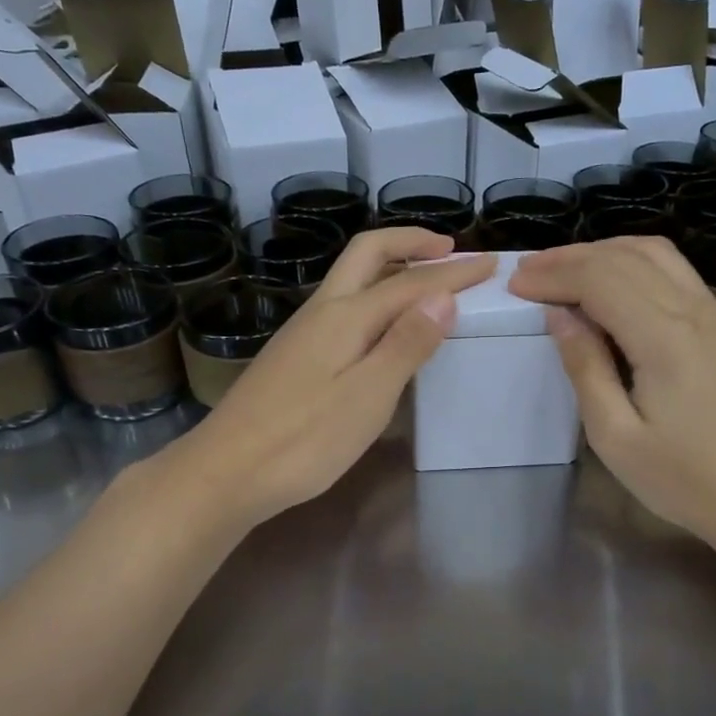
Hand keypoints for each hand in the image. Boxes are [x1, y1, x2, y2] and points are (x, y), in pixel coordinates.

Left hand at [171, 228, 494, 527]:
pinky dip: (374, 297)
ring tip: (426, 280)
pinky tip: (384, 325)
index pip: (410, 282)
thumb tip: (442, 297)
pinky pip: (343, 306)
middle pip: (367, 254)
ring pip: (351, 279)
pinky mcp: (295, 357)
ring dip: (391, 267)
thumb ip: (405, 345)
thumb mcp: (367, 397)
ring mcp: (303, 333)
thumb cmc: (304, 441)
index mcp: (345, 316)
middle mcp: (321, 312)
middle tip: (450, 249)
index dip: (452, 272)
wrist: (226, 472)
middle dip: (410, 242)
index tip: (489, 265)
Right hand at [507, 237, 715, 546]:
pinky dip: (635, 266)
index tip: (516, 283)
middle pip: (626, 257)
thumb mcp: (615, 436)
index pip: (600, 279)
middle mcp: (696, 311)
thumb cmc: (682, 479)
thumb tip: (560, 317)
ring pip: (657, 254)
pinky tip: (612, 288)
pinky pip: (676, 274)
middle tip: (530, 271)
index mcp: (665, 338)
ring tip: (565, 271)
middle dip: (572, 257)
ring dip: (605, 253)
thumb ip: (585, 368)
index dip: (554, 275)